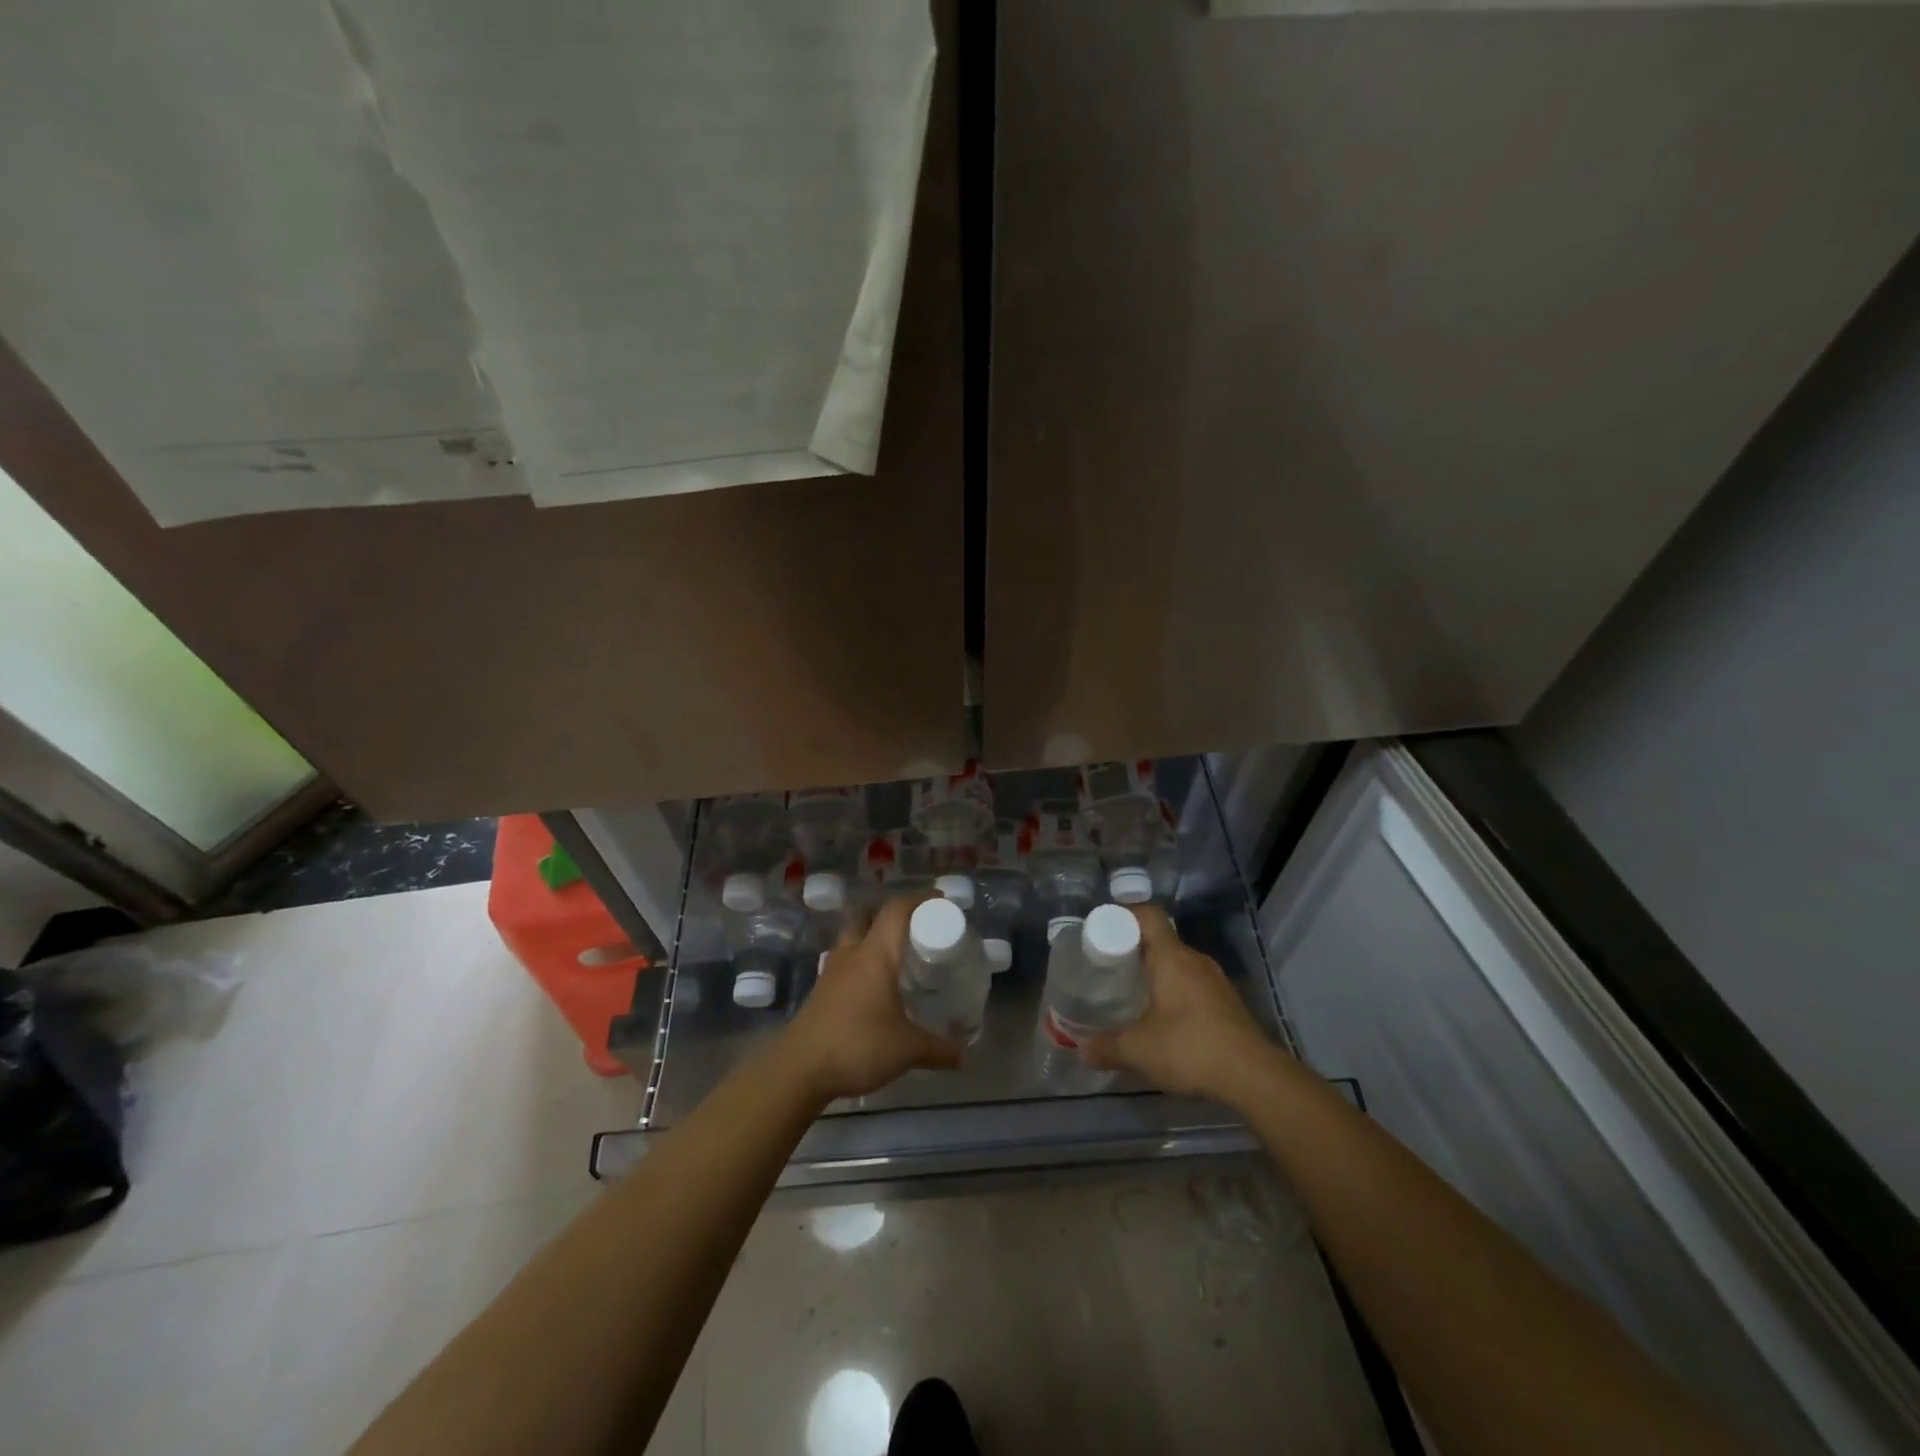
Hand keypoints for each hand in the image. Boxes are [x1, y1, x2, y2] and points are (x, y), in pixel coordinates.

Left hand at [778, 893, 965, 1102]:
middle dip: (891, 914)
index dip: (919, 898)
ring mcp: (832, 971)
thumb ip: (940, 1050)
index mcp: (875, 955)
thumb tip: (967, 1055)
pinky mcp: (821, 991)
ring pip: (852, 937)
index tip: (940, 900)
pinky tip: (873, 985)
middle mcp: (852, 954)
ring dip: (872, 936)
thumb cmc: (857, 1046)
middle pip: (868, 915)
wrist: (798, 1070)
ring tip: (895, 954)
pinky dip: (860, 961)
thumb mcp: (907, 1050)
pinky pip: (844, 961)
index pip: (897, 910)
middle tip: (915, 927)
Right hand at [1083, 905, 1272, 1101]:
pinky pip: (1194, 984)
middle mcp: (1195, 960)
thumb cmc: (1190, 1049)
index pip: (1148, 914)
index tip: (1103, 928)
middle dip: (1135, 949)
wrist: (1254, 1077)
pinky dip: (1176, 992)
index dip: (1124, 914)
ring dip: (1157, 973)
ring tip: (1134, 993)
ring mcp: (1216, 981)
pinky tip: (1166, 1019)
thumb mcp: (1138, 1050)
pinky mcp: (1229, 1002)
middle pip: (1161, 940)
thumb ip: (1105, 1047)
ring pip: (1179, 964)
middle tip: (1110, 966)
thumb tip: (1081, 1049)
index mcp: (1171, 957)